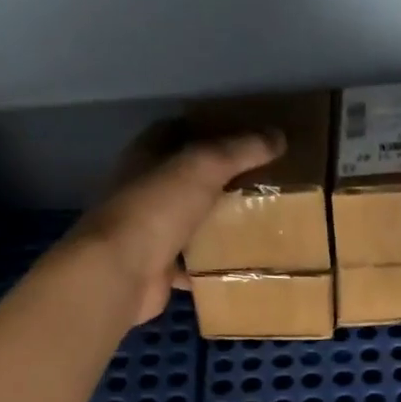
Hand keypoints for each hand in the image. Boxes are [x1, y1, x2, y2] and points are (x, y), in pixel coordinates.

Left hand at [72, 128, 283, 322]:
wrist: (121, 272)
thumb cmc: (156, 208)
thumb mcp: (203, 166)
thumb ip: (240, 150)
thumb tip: (279, 136)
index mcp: (146, 157)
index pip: (176, 132)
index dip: (208, 130)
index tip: (245, 138)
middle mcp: (143, 190)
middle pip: (185, 179)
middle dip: (219, 180)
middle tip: (261, 181)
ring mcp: (148, 231)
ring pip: (188, 221)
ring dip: (216, 223)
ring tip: (259, 222)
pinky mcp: (157, 268)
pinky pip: (191, 264)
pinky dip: (212, 265)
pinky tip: (240, 264)